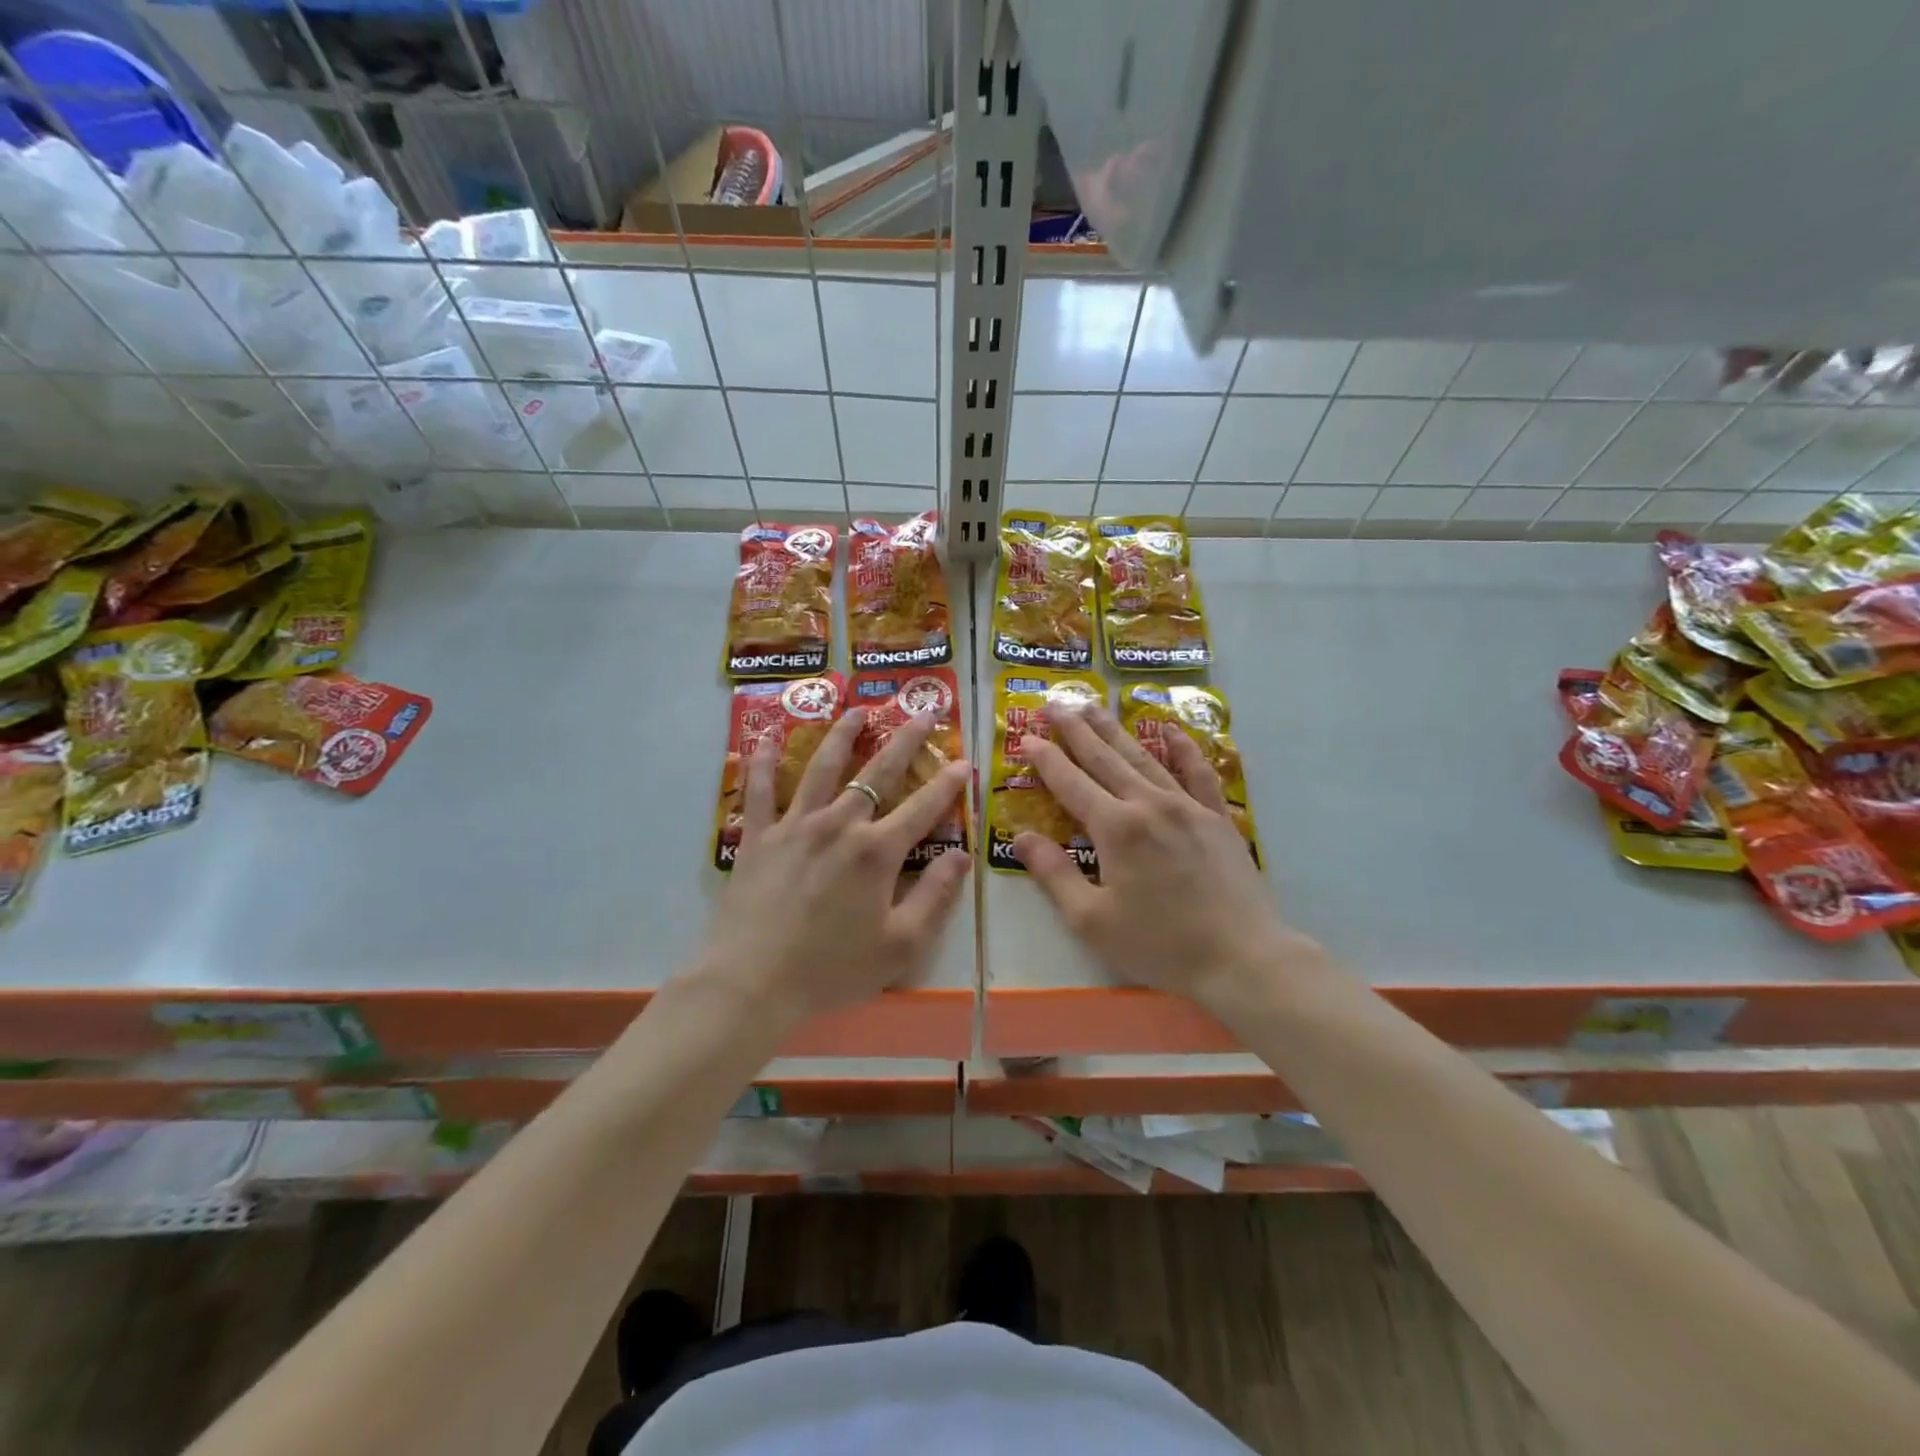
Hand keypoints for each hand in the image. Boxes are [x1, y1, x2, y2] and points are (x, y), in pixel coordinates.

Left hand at [699, 707, 971, 1028]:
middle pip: (878, 772)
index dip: (948, 784)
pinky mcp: (758, 837)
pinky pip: (760, 790)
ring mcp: (794, 825)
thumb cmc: (831, 970)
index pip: (923, 808)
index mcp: (876, 852)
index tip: (964, 762)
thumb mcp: (900, 946)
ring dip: (843, 734)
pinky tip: (765, 737)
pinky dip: (763, 761)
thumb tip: (961, 856)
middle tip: (922, 712)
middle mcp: (839, 824)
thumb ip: (935, 897)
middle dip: (905, 740)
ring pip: (822, 766)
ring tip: (858, 710)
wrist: (751, 984)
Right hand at [1012, 706, 1316, 1010]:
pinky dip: (1184, 749)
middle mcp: (1149, 804)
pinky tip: (1173, 730)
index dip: (1045, 759)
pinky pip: (1198, 773)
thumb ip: (1054, 874)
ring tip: (1094, 706)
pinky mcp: (1217, 818)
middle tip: (1054, 704)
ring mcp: (1187, 807)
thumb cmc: (1160, 944)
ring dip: (1115, 730)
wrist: (1242, 958)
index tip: (1026, 737)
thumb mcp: (1092, 919)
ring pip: (1144, 757)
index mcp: (1116, 828)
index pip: (1071, 782)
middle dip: (1075, 730)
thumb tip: (1021, 837)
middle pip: (1105, 758)